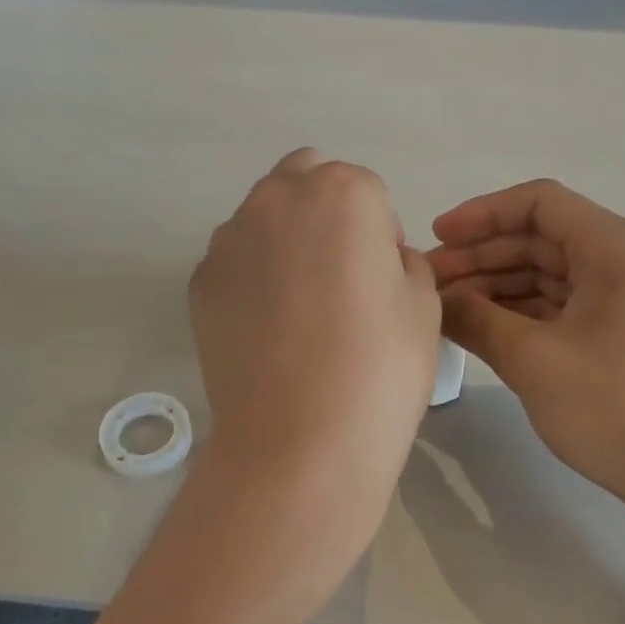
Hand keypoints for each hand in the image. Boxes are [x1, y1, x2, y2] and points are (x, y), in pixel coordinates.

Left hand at [189, 148, 440, 533]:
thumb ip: (404, 261)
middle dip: (326, 212)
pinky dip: (252, 277)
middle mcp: (277, 200)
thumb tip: (378, 260)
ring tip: (300, 309)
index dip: (380, 231)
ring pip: (264, 218)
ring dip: (285, 241)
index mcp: (342, 193)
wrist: (299, 442)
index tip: (382, 278)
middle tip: (341, 275)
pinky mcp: (199, 281)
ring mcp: (229, 240)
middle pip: (306, 181)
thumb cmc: (379, 368)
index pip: (367, 189)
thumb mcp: (424, 305)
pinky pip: (235, 261)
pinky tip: (268, 331)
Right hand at [428, 179, 624, 516]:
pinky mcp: (620, 331)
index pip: (540, 204)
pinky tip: (480, 327)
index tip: (436, 237)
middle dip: (481, 256)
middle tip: (428, 282)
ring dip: (495, 286)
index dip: (482, 215)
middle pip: (540, 239)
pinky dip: (519, 312)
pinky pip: (560, 305)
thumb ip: (476, 319)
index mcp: (618, 249)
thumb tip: (434, 299)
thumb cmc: (616, 410)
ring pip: (547, 274)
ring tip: (444, 307)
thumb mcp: (533, 361)